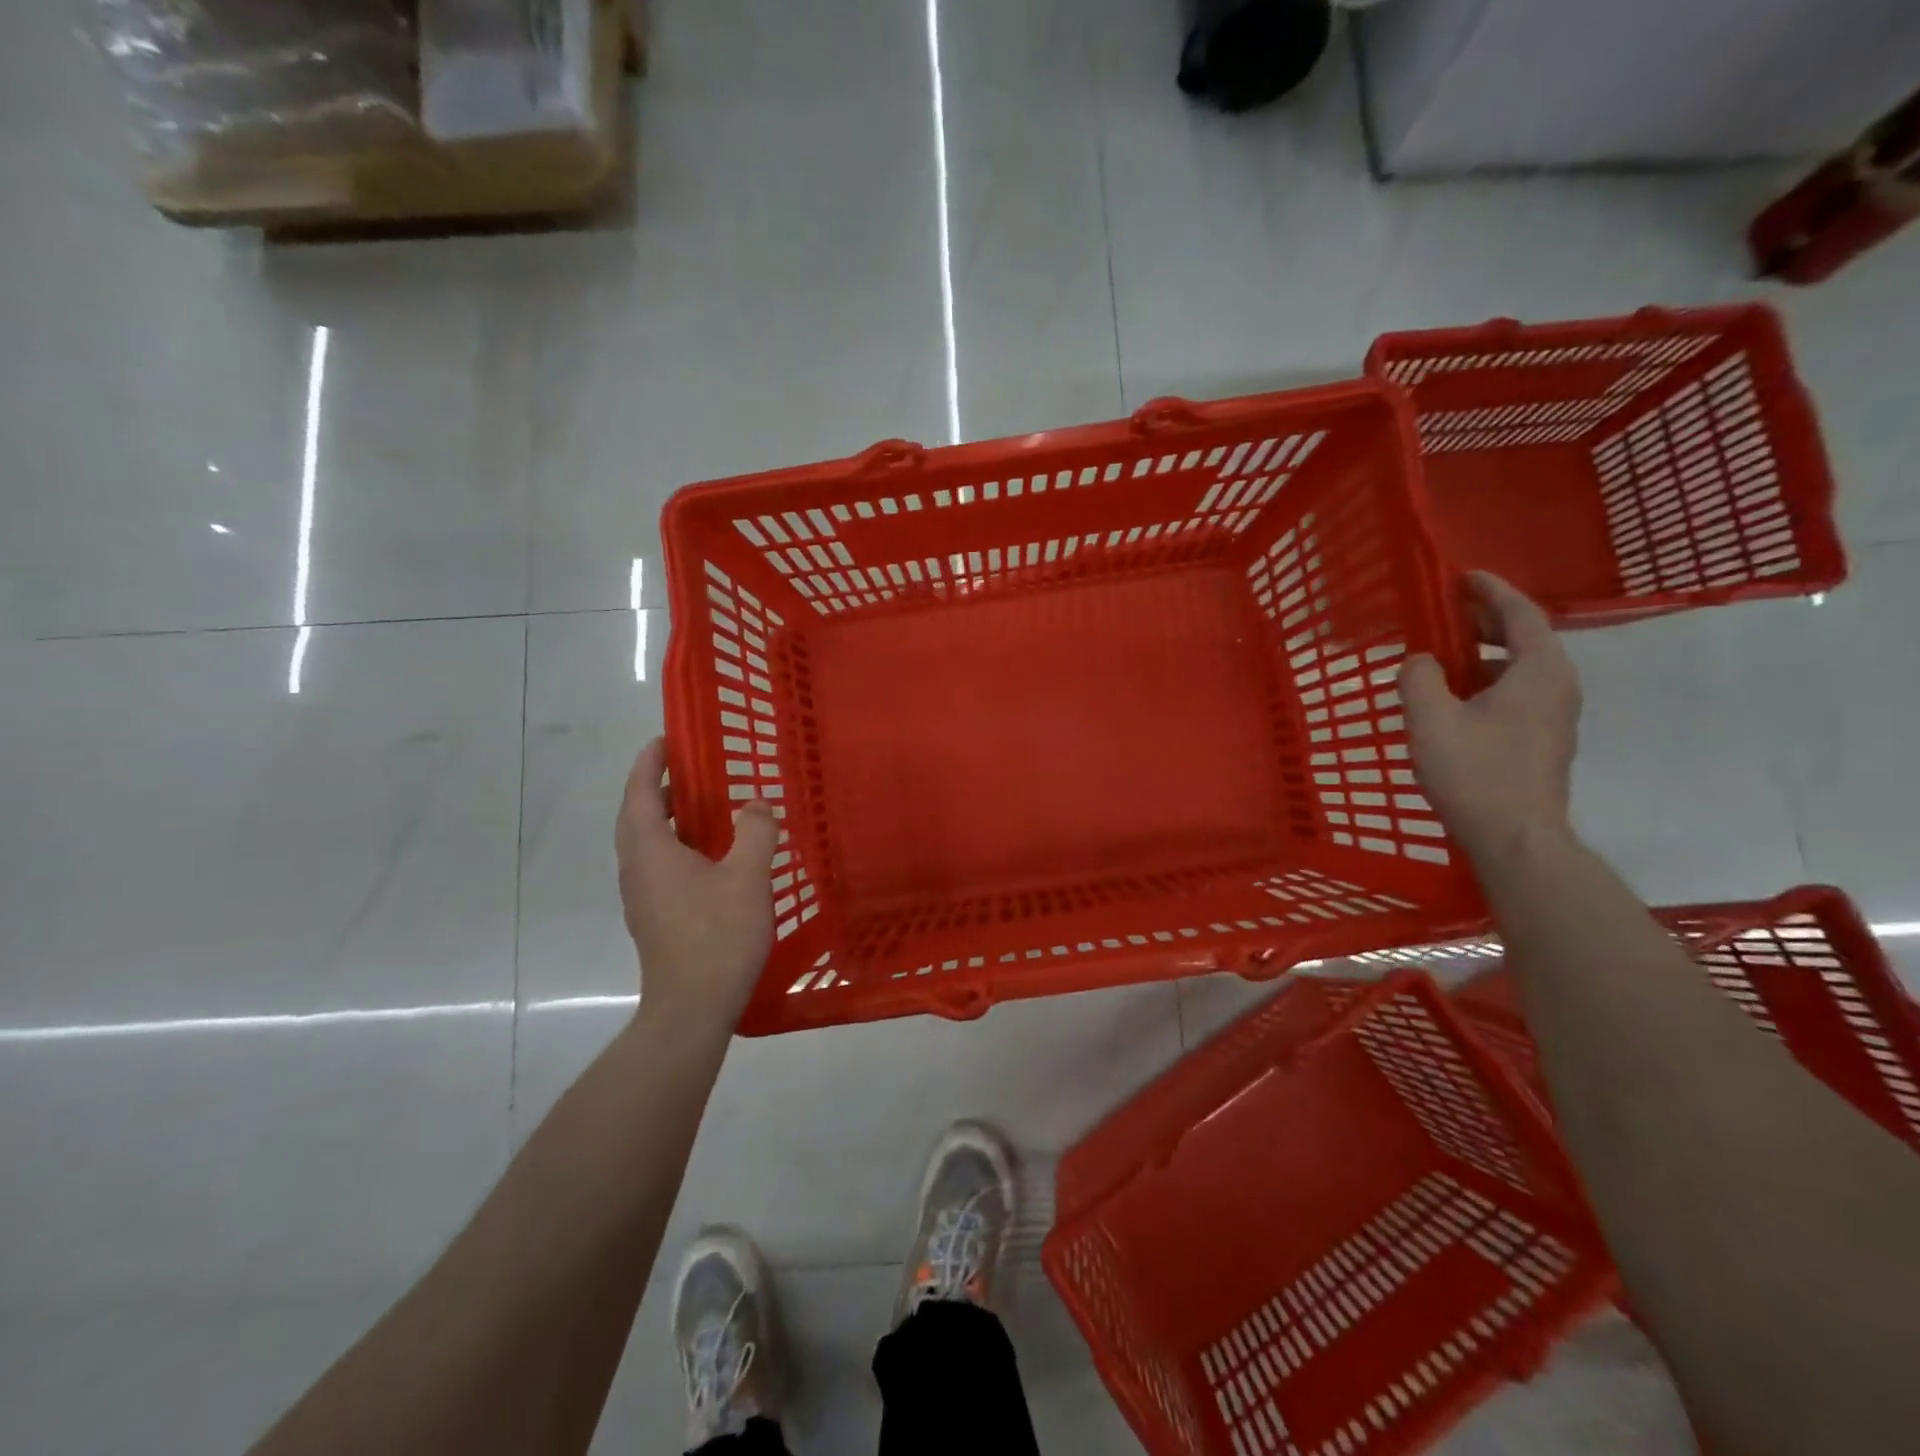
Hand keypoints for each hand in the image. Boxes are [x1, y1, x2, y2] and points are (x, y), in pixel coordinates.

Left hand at [616, 737, 778, 1035]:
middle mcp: (637, 869)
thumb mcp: (747, 878)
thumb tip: (755, 805)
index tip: (666, 740)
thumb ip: (755, 833)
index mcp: (650, 851)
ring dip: (667, 819)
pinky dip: (677, 846)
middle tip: (691, 772)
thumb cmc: (716, 937)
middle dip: (658, 789)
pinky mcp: (655, 917)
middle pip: (637, 817)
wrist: (692, 1008)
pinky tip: (712, 858)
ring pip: (647, 844)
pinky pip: (659, 866)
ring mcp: (642, 897)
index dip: (649, 763)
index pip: (639, 793)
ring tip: (705, 809)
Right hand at [1398, 572, 1581, 864]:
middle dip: (1487, 619)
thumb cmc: (1473, 772)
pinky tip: (1458, 695)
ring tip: (1446, 653)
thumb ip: (1419, 677)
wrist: (1514, 837)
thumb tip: (1421, 661)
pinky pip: (1520, 690)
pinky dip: (1490, 678)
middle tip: (1447, 611)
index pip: (1521, 614)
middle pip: (1526, 637)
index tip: (1463, 577)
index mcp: (1538, 671)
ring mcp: (1556, 715)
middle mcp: (1558, 685)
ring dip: (1487, 651)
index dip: (1491, 591)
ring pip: (1523, 666)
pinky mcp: (1545, 738)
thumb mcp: (1430, 719)